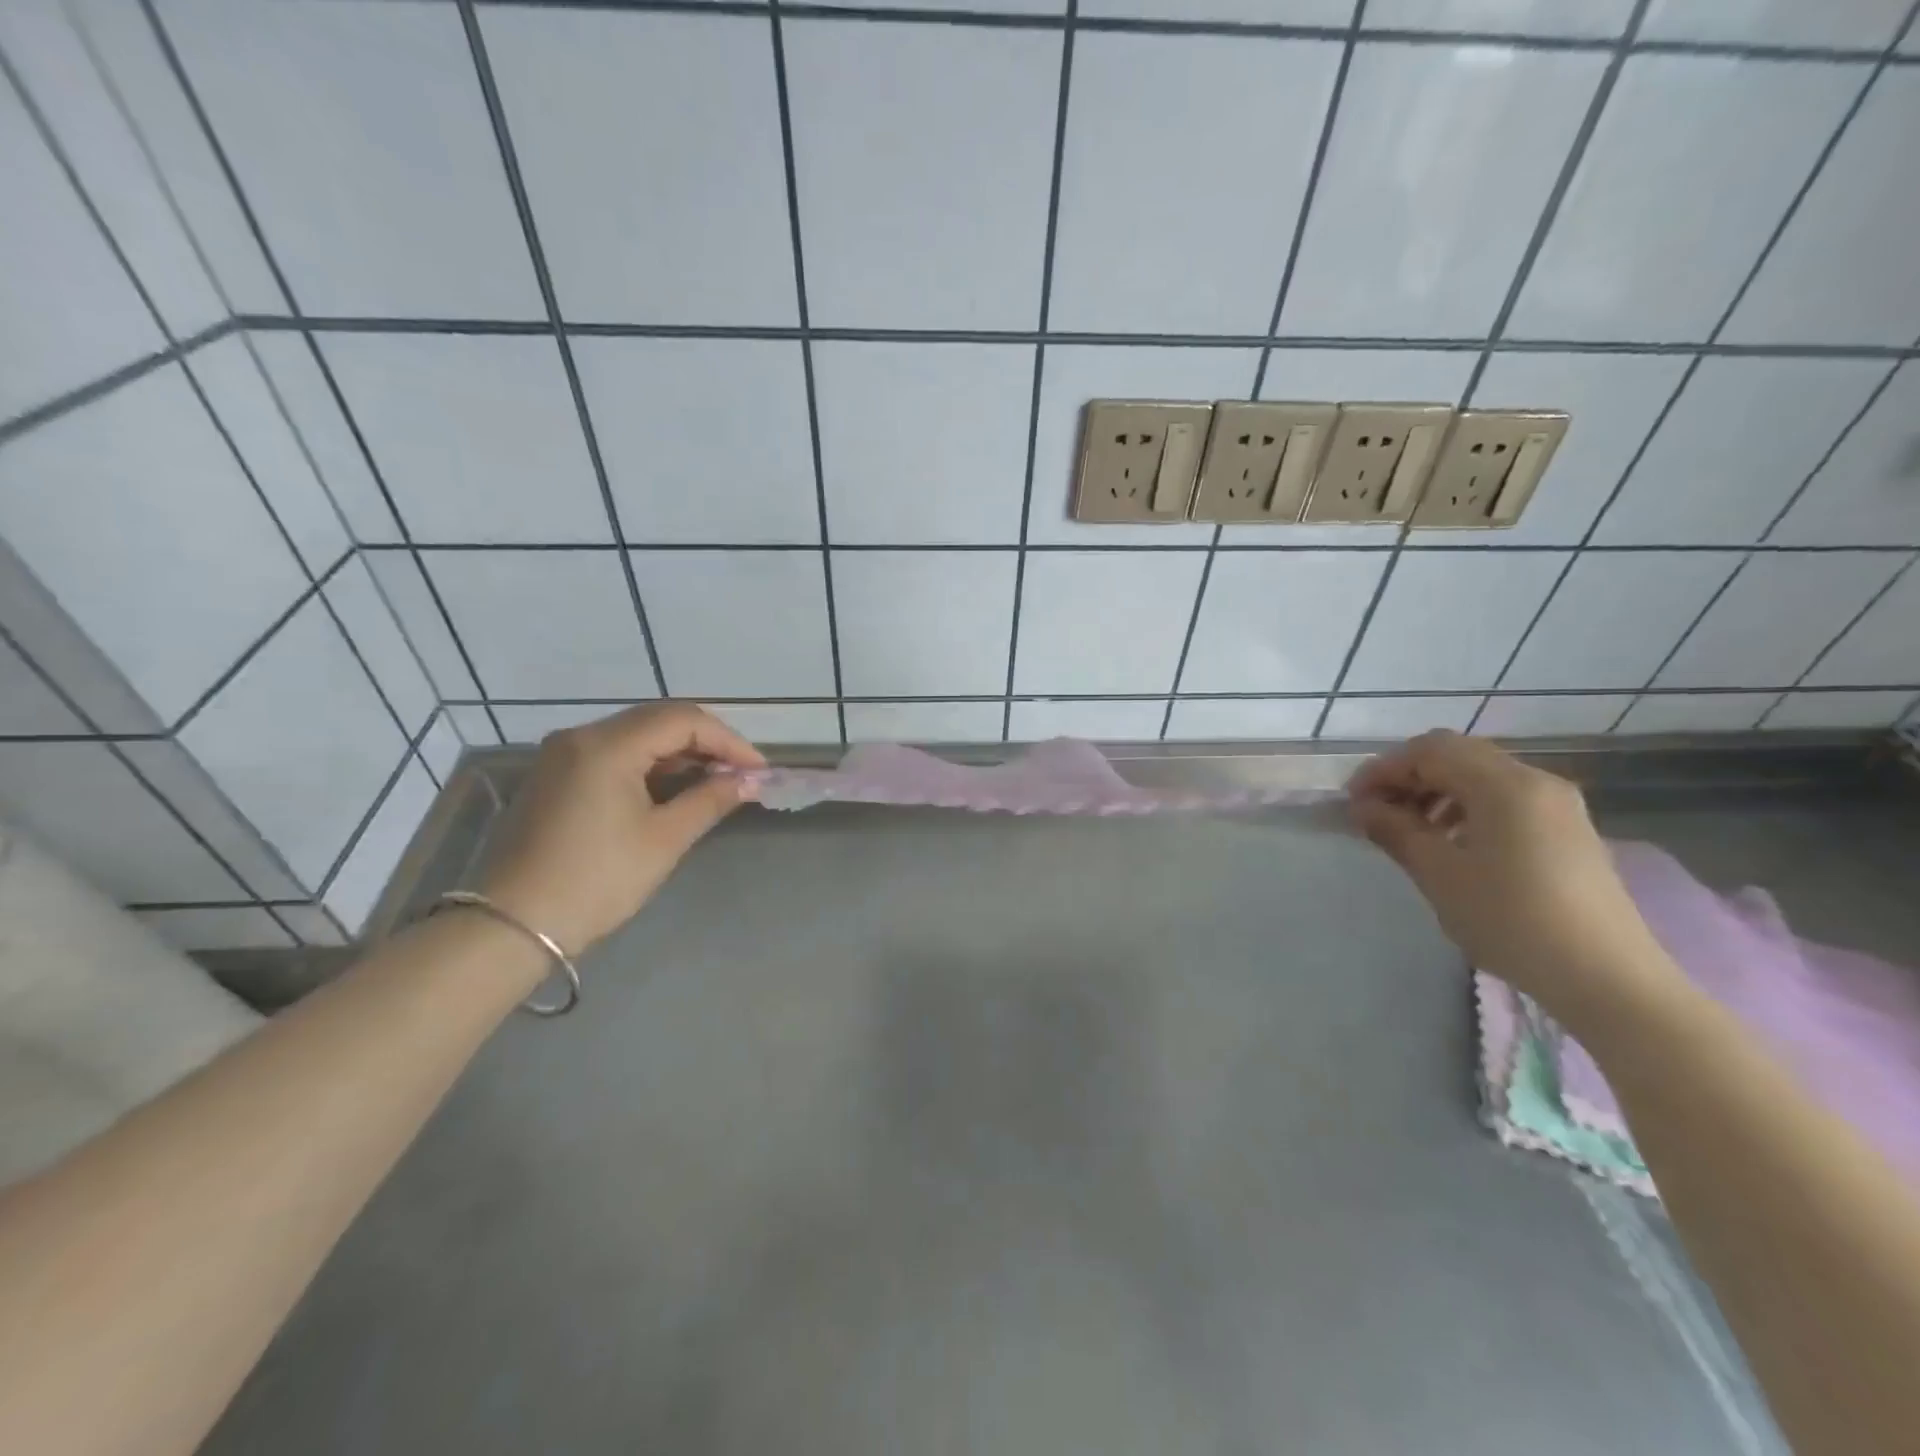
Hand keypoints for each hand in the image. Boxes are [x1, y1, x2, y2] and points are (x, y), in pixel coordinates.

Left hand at [476, 703, 765, 955]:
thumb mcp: (663, 839)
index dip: (728, 740)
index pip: (683, 719)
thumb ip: (711, 799)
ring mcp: (562, 754)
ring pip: (636, 735)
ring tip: (716, 782)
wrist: (511, 926)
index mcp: (606, 745)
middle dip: (707, 742)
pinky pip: (614, 754)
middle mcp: (580, 736)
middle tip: (741, 774)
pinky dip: (651, 765)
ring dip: (680, 753)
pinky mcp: (555, 776)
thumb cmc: (596, 880)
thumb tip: (750, 780)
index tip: (758, 770)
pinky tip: (674, 788)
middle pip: (659, 719)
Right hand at [1348, 730, 1677, 1016]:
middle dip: (1409, 777)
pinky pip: (1505, 800)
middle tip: (1376, 811)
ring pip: (1481, 777)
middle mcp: (1536, 782)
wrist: (1608, 979)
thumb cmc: (1512, 920)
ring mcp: (1558, 806)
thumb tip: (1362, 808)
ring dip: (1436, 792)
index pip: (1430, 751)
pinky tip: (1451, 845)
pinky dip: (1466, 808)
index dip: (1384, 769)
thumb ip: (1396, 831)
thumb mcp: (1440, 875)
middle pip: (1457, 756)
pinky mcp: (1567, 831)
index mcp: (1505, 785)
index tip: (1353, 801)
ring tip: (1409, 831)